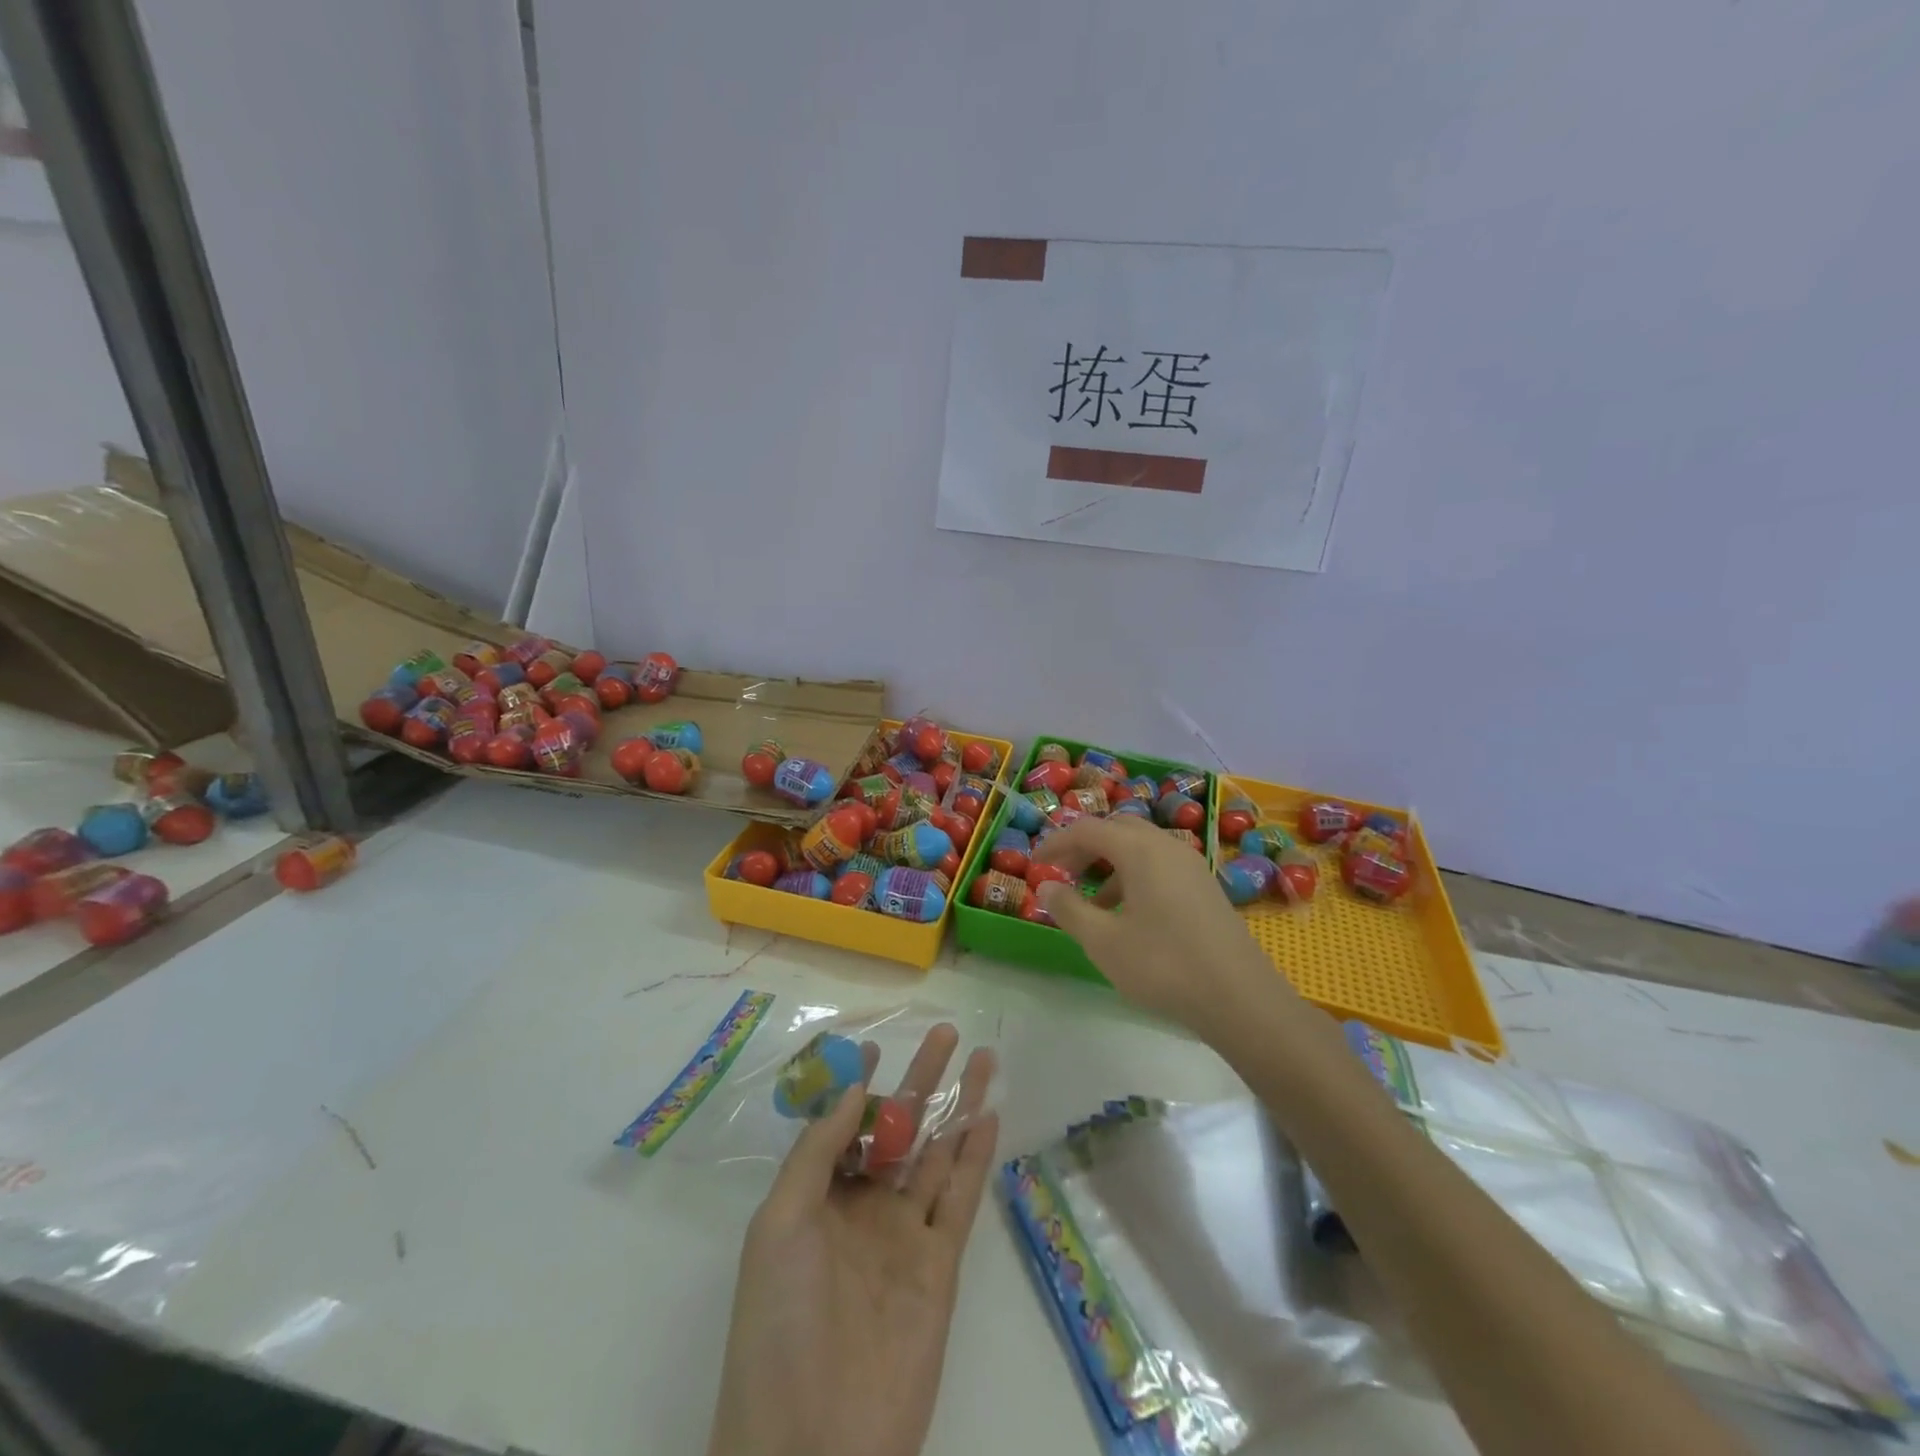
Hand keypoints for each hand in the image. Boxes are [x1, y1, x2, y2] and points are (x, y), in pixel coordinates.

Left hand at [708, 1026, 998, 1455]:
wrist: (814, 1445)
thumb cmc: (779, 1324)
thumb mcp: (779, 1224)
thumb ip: (817, 1152)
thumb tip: (850, 1089)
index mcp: (818, 1197)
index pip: (845, 1124)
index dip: (861, 1084)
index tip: (878, 1045)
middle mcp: (863, 1207)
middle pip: (899, 1128)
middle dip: (922, 1079)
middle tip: (946, 1033)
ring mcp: (904, 1234)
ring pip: (936, 1152)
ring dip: (958, 1105)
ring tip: (981, 1059)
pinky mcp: (940, 1264)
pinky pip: (961, 1197)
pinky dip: (975, 1156)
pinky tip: (988, 1117)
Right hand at [1034, 814, 1298, 1038]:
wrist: (1241, 998)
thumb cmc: (1164, 965)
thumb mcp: (1104, 942)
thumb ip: (1069, 909)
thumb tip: (1047, 886)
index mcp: (1140, 850)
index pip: (1088, 829)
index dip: (1057, 842)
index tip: (1035, 864)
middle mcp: (1167, 846)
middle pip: (1118, 829)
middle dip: (1085, 847)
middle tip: (1063, 873)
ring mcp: (1191, 866)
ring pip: (1141, 848)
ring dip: (1110, 864)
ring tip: (1093, 904)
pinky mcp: (1205, 887)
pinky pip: (1160, 866)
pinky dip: (1135, 876)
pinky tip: (1129, 917)